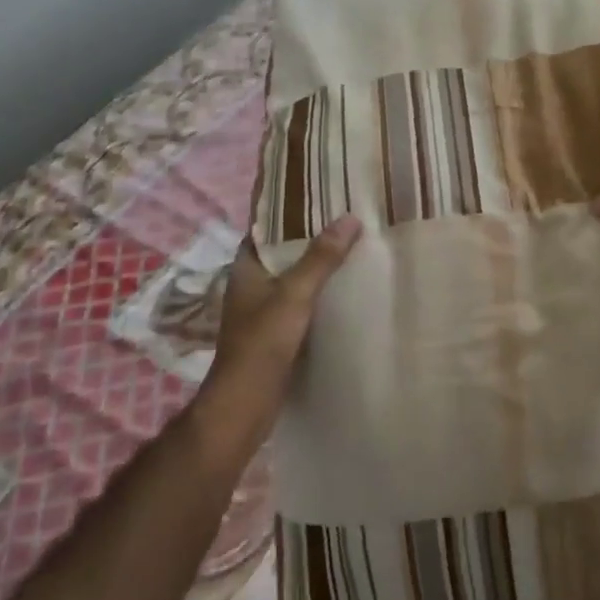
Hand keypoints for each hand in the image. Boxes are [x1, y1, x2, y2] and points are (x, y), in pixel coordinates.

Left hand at [211, 215, 362, 390]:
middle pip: (282, 253)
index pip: (265, 228)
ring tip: (352, 247)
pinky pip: (300, 303)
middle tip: (346, 219)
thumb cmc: (263, 342)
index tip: (319, 196)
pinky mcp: (275, 333)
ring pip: (293, 279)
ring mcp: (262, 311)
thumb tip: (350, 218)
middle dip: (310, 238)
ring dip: (316, 267)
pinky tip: (345, 290)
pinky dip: (319, 294)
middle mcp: (251, 286)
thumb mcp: (295, 294)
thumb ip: (321, 258)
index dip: (288, 211)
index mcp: (246, 269)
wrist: (246, 402)